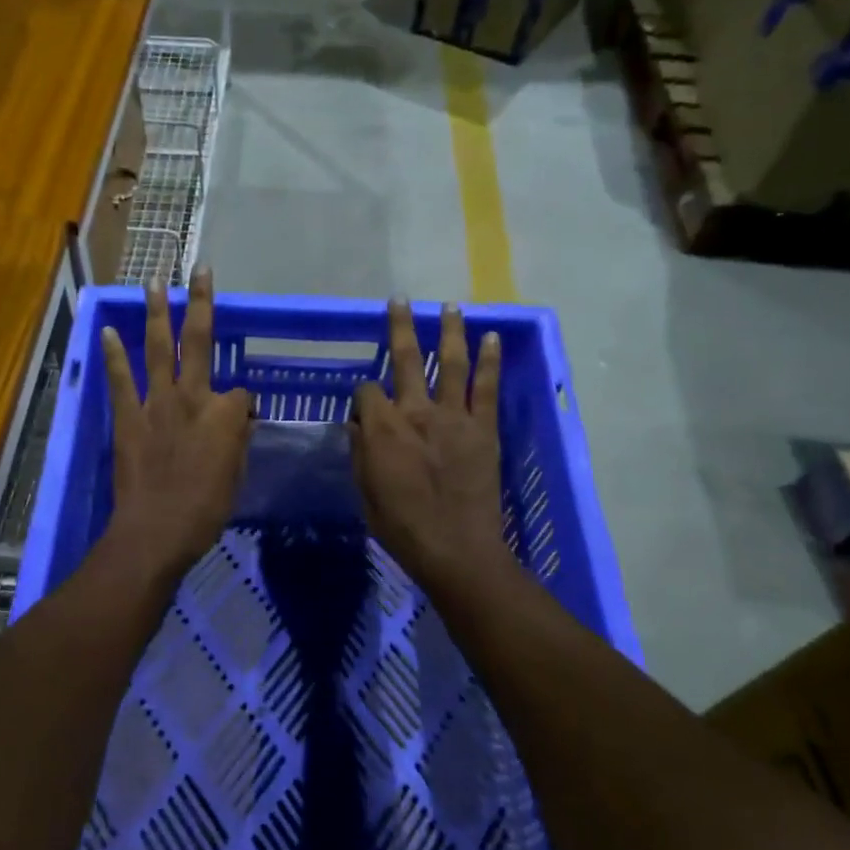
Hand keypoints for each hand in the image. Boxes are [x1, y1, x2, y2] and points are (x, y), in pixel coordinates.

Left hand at [101, 267, 252, 579]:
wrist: (156, 531)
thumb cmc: (205, 511)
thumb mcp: (236, 476)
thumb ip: (236, 442)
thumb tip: (236, 424)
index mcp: (226, 414)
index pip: (241, 392)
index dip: (242, 405)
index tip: (238, 425)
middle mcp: (193, 397)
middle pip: (199, 340)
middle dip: (202, 302)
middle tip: (200, 270)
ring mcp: (157, 403)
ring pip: (159, 348)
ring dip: (157, 313)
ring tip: (153, 283)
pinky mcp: (128, 417)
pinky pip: (121, 379)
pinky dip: (115, 354)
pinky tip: (109, 329)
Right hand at [350, 299, 511, 597]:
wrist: (457, 549)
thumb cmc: (402, 527)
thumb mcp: (365, 492)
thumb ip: (361, 451)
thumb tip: (357, 423)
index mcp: (383, 428)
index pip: (367, 390)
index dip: (362, 393)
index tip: (364, 406)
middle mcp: (416, 411)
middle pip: (407, 359)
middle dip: (400, 327)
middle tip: (400, 300)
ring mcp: (454, 417)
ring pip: (450, 362)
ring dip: (449, 331)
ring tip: (450, 306)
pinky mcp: (483, 428)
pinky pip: (486, 387)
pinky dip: (490, 360)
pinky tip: (492, 338)